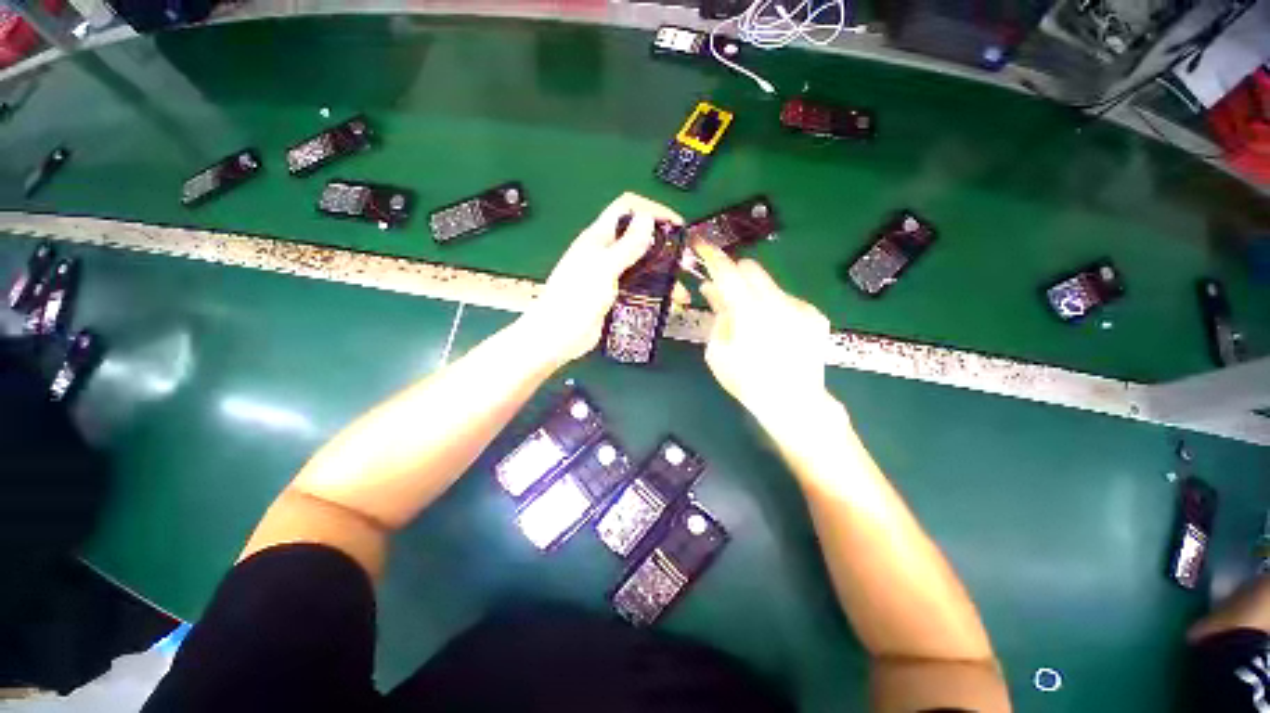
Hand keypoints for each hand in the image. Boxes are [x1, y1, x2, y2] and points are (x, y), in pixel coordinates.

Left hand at [518, 193, 683, 366]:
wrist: (557, 337)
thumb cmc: (576, 298)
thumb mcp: (603, 268)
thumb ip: (626, 245)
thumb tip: (648, 217)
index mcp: (598, 237)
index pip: (627, 209)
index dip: (652, 210)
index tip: (676, 225)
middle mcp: (606, 253)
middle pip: (639, 239)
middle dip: (665, 247)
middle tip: (685, 264)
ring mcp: (610, 276)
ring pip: (643, 267)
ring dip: (664, 275)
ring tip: (682, 291)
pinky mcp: (614, 297)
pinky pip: (639, 288)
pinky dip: (655, 293)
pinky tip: (669, 303)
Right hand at [694, 241, 833, 427]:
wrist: (794, 402)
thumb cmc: (747, 381)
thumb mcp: (718, 352)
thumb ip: (717, 315)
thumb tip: (713, 289)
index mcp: (748, 312)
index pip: (727, 271)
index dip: (711, 255)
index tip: (700, 245)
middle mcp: (777, 301)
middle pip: (751, 268)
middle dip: (734, 274)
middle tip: (726, 293)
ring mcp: (800, 306)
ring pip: (769, 284)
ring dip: (754, 294)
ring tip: (753, 323)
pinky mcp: (815, 315)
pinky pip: (787, 300)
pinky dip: (774, 308)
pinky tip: (775, 333)